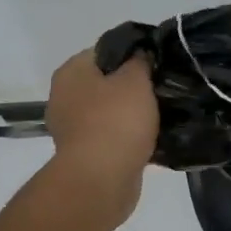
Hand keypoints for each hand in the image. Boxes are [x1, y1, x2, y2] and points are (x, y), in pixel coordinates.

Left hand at [44, 49, 158, 224]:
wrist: (101, 181)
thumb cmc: (115, 121)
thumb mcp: (135, 80)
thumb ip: (140, 61)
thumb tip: (141, 54)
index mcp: (72, 72)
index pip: (105, 50)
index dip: (134, 52)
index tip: (158, 60)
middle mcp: (65, 97)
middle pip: (107, 82)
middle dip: (134, 85)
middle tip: (164, 87)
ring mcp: (73, 128)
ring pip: (111, 111)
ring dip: (134, 114)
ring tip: (165, 113)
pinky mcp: (86, 154)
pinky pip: (113, 137)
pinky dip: (130, 138)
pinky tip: (155, 138)